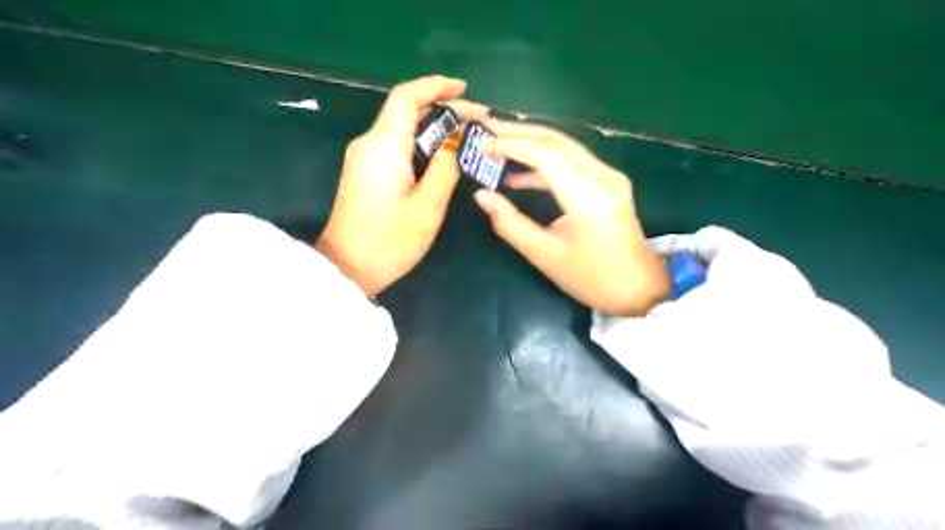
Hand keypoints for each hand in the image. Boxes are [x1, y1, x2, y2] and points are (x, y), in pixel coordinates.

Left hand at [315, 75, 486, 293]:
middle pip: (406, 110)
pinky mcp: (365, 171)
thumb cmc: (391, 241)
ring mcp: (364, 157)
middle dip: (444, 109)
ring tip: (468, 137)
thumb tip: (458, 142)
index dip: (436, 86)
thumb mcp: (428, 205)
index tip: (465, 89)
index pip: (407, 97)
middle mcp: (369, 143)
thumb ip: (446, 167)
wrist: (348, 268)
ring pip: (402, 128)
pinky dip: (421, 144)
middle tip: (479, 121)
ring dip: (434, 128)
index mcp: (384, 145)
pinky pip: (396, 145)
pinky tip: (442, 155)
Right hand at [473, 118, 671, 315]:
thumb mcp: (544, 255)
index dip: (510, 144)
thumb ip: (510, 223)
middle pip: (556, 141)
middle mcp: (603, 177)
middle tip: (485, 128)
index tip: (481, 144)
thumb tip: (482, 196)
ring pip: (565, 147)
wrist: (638, 289)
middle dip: (518, 132)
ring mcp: (609, 177)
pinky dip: (545, 163)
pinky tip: (519, 175)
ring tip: (497, 144)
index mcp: (589, 196)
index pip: (545, 154)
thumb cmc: (591, 279)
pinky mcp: (608, 184)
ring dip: (531, 143)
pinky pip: (572, 163)